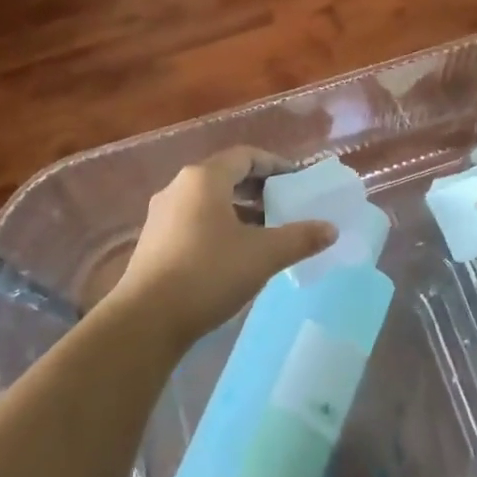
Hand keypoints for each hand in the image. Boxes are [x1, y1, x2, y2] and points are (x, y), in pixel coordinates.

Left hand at [112, 146, 336, 347]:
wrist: (146, 320)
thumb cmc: (208, 274)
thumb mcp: (262, 255)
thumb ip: (299, 238)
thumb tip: (331, 229)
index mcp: (204, 178)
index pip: (246, 156)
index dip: (275, 164)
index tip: (298, 180)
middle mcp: (179, 187)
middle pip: (226, 175)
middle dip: (259, 187)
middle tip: (286, 204)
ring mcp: (162, 214)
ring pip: (209, 200)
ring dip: (240, 209)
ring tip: (266, 230)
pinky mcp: (154, 240)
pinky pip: (195, 220)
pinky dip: (220, 225)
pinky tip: (236, 252)